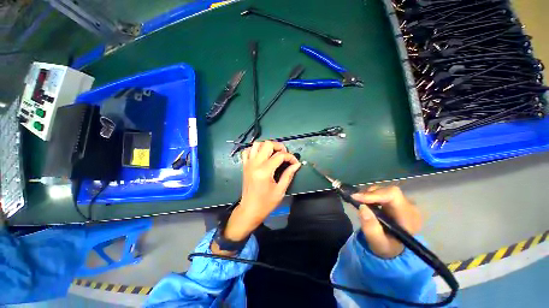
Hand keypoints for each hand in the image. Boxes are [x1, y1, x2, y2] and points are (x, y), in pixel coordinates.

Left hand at [211, 141, 300, 254]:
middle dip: (279, 147)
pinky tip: (262, 155)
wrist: (249, 210)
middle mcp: (255, 164)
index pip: (280, 156)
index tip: (295, 163)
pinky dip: (255, 149)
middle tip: (285, 155)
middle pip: (268, 144)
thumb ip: (288, 175)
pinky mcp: (245, 165)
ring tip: (274, 153)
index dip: (290, 157)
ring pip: (257, 144)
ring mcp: (248, 163)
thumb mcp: (280, 190)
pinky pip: (248, 151)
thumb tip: (297, 164)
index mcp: (264, 171)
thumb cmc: (266, 203)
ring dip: (267, 146)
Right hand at [351, 186, 421, 258]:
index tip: (356, 197)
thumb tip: (362, 207)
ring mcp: (404, 203)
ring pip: (384, 190)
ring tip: (360, 203)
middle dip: (369, 194)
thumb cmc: (387, 248)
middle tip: (356, 200)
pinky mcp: (397, 202)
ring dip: (369, 195)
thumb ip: (371, 228)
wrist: (394, 250)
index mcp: (409, 217)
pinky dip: (371, 196)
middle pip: (388, 191)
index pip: (393, 195)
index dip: (374, 194)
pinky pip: (382, 192)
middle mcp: (409, 207)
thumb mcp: (378, 243)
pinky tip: (366, 203)